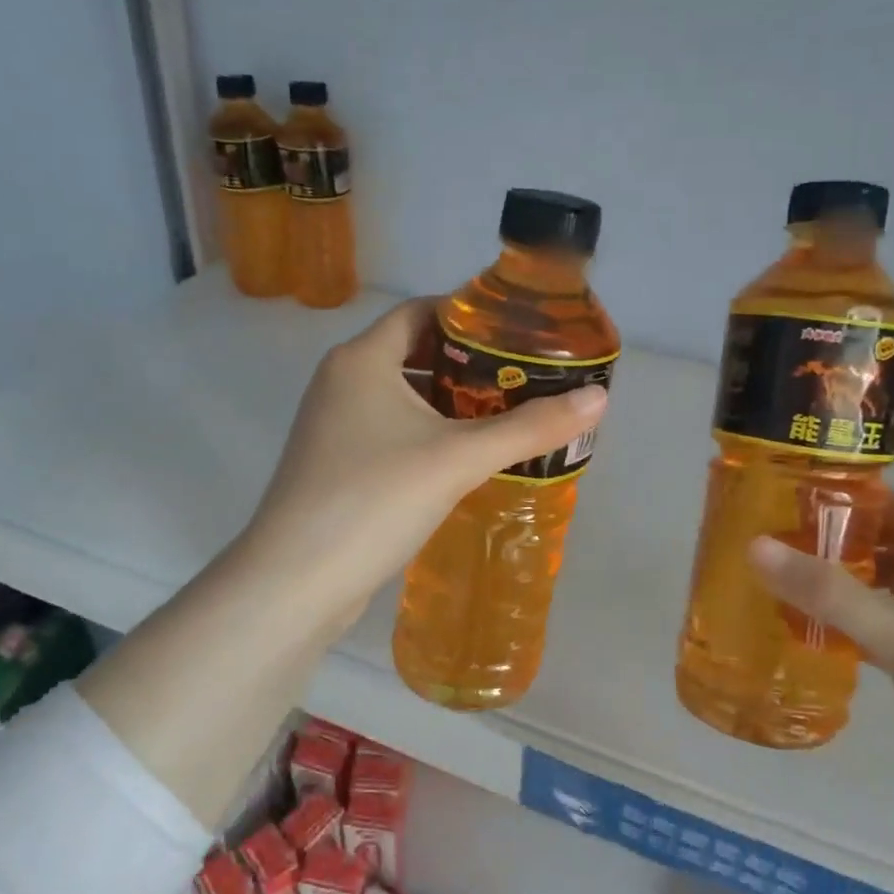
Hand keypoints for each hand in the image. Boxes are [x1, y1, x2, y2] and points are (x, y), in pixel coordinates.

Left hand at [240, 299, 605, 631]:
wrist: (295, 582)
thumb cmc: (375, 500)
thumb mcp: (458, 458)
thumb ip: (529, 427)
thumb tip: (598, 399)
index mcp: (361, 360)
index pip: (420, 312)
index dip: (469, 316)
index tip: (518, 333)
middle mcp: (341, 382)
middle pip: (413, 353)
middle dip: (468, 364)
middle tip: (524, 377)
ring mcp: (333, 426)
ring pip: (403, 397)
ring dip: (450, 403)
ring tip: (506, 416)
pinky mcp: (336, 466)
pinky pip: (391, 432)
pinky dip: (428, 434)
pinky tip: (464, 459)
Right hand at [749, 492, 893, 840]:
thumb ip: (828, 592)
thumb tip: (753, 545)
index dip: (846, 503)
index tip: (785, 506)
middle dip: (837, 548)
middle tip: (772, 548)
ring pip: (893, 590)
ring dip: (844, 588)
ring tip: (780, 584)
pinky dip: (858, 625)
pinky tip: (814, 631)